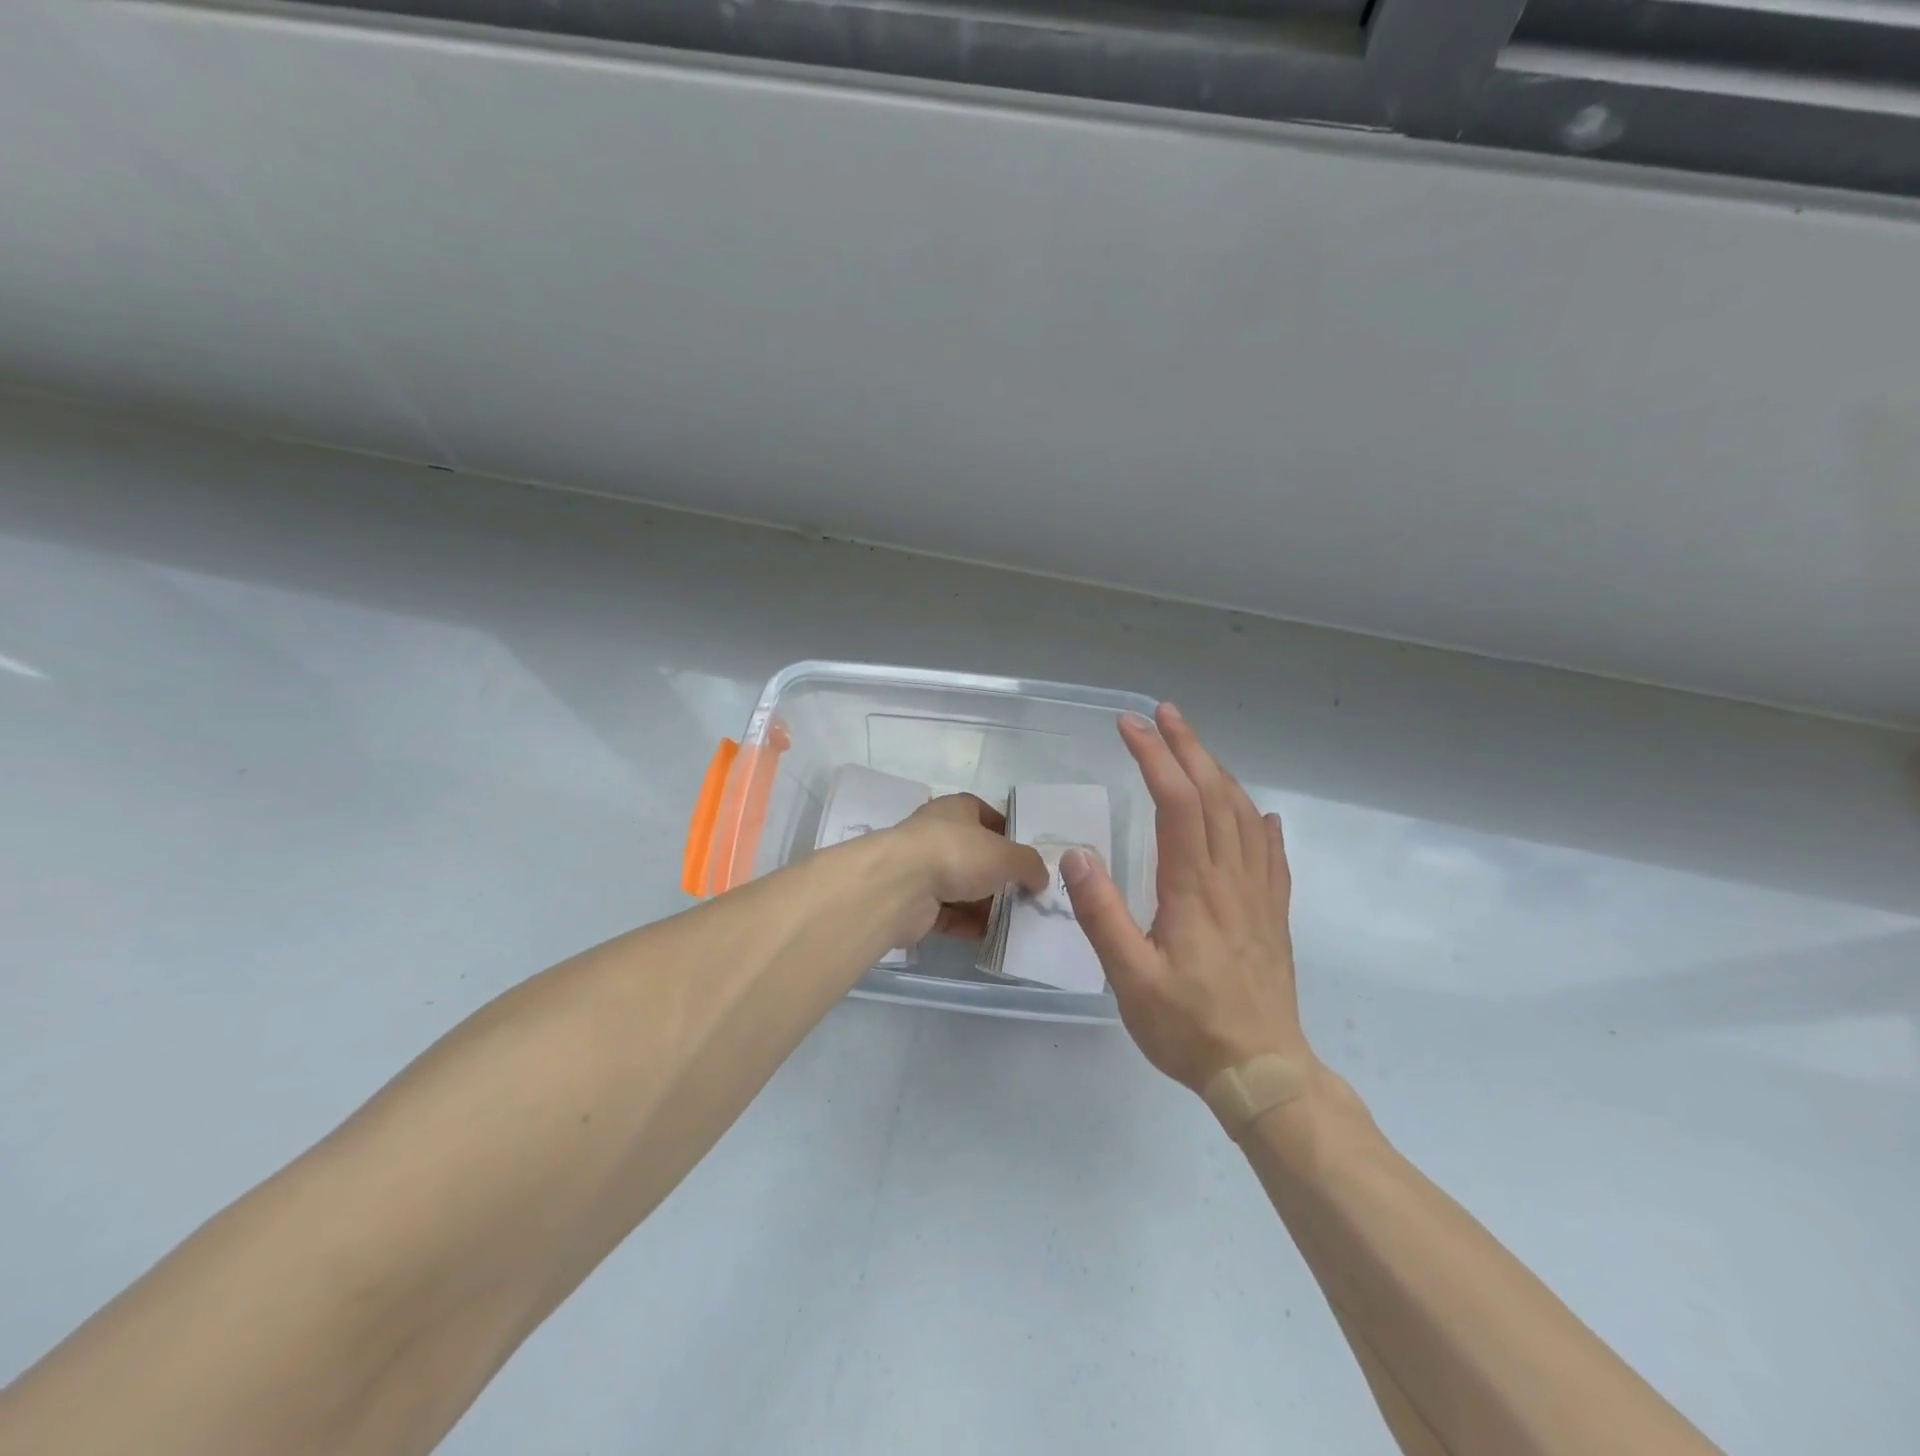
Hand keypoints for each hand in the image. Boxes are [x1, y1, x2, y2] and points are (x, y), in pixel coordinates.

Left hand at [883, 793, 1047, 943]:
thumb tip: (1040, 877)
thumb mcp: (1007, 855)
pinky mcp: (914, 902)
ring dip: (984, 904)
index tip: (1028, 856)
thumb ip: (1029, 864)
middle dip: (999, 875)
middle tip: (1027, 895)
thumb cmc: (957, 853)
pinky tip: (991, 936)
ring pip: (961, 886)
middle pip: (975, 854)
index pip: (986, 815)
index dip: (1008, 833)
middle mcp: (937, 834)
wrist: (901, 886)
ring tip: (1015, 921)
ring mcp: (922, 868)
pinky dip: (967, 924)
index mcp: (956, 809)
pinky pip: (947, 914)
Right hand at [1061, 704, 1313, 1091]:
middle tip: (1162, 714)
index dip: (1154, 757)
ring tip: (1194, 748)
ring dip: (1219, 772)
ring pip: (1244, 815)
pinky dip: (1260, 822)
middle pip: (1215, 794)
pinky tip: (1259, 814)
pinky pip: (1271, 853)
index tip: (1129, 726)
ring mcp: (1259, 894)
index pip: (1177, 802)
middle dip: (1187, 747)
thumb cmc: (1188, 1026)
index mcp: (1194, 887)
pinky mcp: (1273, 913)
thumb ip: (1102, 914)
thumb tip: (1077, 854)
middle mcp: (1231, 878)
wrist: (1263, 1073)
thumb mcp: (1130, 978)